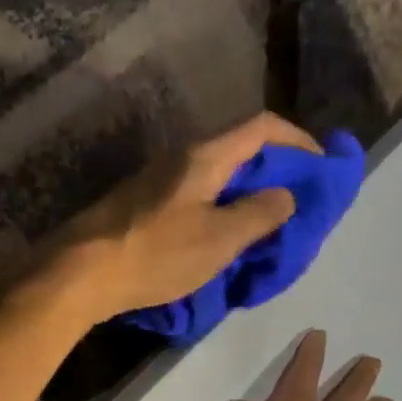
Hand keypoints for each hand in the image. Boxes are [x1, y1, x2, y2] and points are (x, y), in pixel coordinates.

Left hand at [57, 113, 320, 317]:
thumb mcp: (220, 238)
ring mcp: (155, 181)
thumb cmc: (156, 253)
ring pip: (213, 177)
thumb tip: (286, 194)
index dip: (299, 140)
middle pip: (237, 150)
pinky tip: (219, 239)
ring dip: (243, 194)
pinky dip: (217, 210)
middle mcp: (179, 157)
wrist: (80, 273)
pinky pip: (192, 198)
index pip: (263, 127)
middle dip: (273, 172)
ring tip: (262, 226)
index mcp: (204, 156)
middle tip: (294, 203)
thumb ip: (260, 214)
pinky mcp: (139, 206)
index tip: (321, 166)